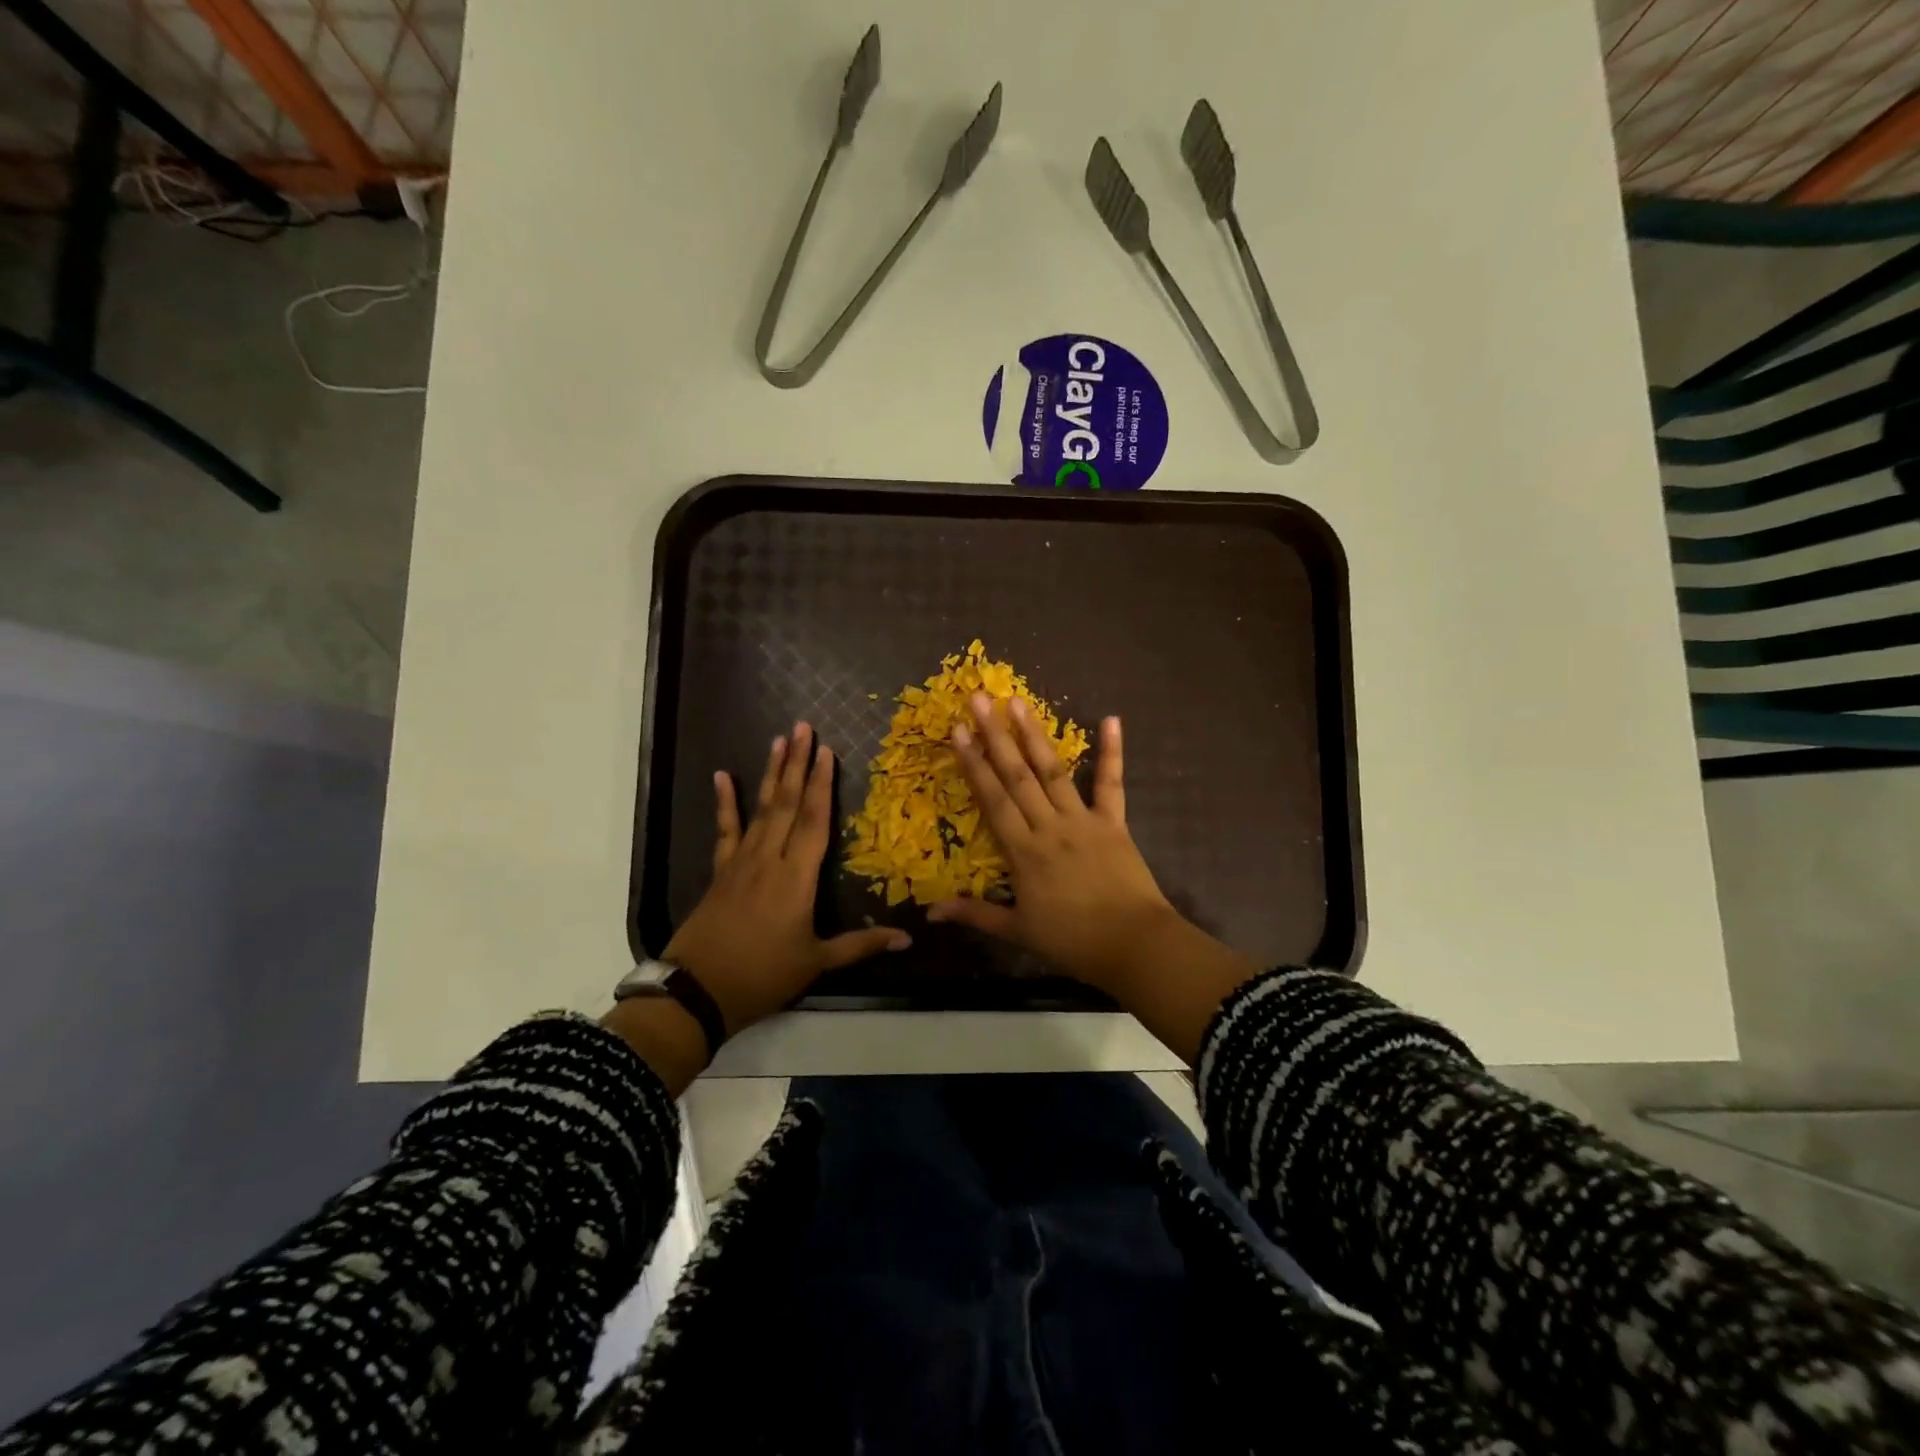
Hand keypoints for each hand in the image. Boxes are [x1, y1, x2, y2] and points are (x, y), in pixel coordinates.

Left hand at [664, 722, 909, 1033]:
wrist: (698, 991)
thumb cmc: (763, 976)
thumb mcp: (816, 963)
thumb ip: (861, 946)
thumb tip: (908, 939)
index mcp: (796, 878)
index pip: (813, 821)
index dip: (822, 784)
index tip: (827, 751)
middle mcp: (769, 859)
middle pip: (786, 803)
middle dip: (797, 763)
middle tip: (803, 727)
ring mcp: (740, 862)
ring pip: (760, 809)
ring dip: (770, 773)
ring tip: (778, 740)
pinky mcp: (720, 871)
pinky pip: (724, 829)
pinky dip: (724, 802)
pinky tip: (721, 776)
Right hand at [927, 694, 1186, 996]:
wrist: (1133, 945)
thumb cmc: (1072, 941)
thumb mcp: (1018, 931)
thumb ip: (975, 914)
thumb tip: (929, 913)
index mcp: (1023, 851)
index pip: (992, 800)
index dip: (973, 764)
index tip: (957, 731)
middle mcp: (1049, 826)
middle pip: (1017, 775)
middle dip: (995, 736)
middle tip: (980, 699)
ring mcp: (1083, 821)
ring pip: (1054, 771)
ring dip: (1035, 735)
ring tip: (1018, 702)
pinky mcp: (1114, 822)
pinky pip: (1110, 783)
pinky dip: (1112, 752)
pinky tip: (1111, 719)